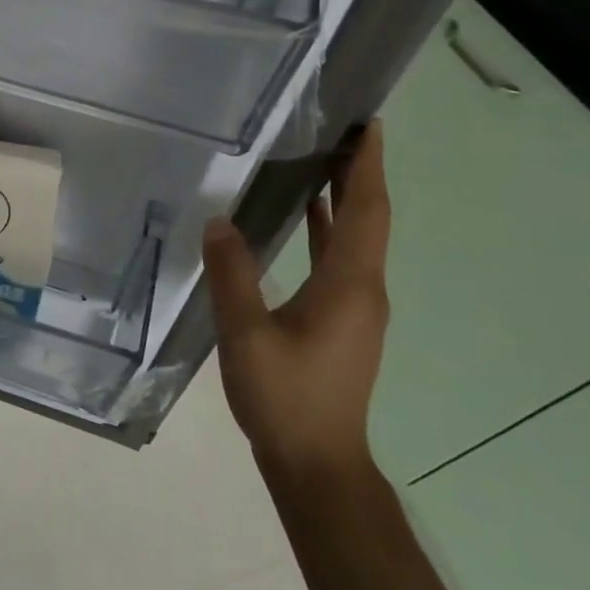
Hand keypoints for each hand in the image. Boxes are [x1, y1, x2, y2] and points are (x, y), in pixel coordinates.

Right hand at [203, 123, 390, 477]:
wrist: (317, 464)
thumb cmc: (286, 398)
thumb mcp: (247, 335)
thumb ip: (233, 274)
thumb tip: (220, 221)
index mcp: (348, 285)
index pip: (365, 212)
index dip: (368, 167)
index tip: (368, 125)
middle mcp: (363, 289)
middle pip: (367, 218)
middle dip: (358, 172)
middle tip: (339, 128)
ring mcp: (356, 307)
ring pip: (355, 238)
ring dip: (344, 198)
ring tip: (321, 158)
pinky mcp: (343, 321)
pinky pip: (339, 259)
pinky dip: (328, 228)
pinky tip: (303, 216)